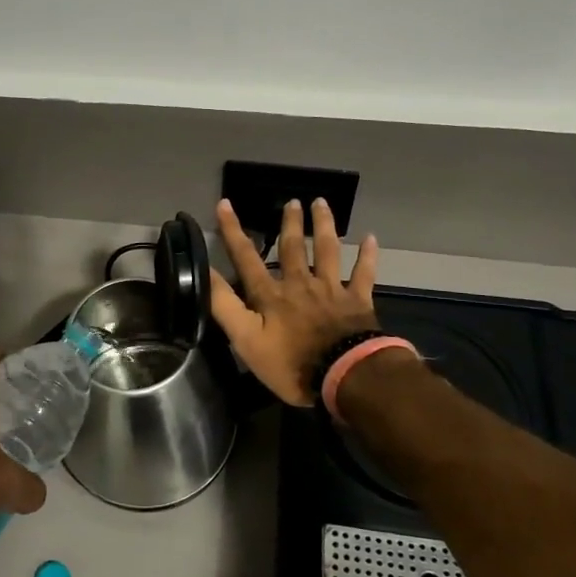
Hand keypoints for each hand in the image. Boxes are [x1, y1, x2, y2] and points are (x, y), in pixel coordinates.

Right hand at [209, 197, 380, 407]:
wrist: (346, 375)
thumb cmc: (292, 363)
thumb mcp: (246, 340)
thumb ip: (225, 306)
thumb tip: (205, 272)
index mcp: (271, 295)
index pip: (246, 258)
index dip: (233, 231)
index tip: (225, 204)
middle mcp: (300, 284)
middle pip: (293, 248)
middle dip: (289, 223)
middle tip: (292, 201)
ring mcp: (331, 290)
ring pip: (327, 251)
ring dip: (323, 226)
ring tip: (321, 203)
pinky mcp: (358, 302)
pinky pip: (363, 274)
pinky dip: (367, 256)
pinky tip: (370, 238)